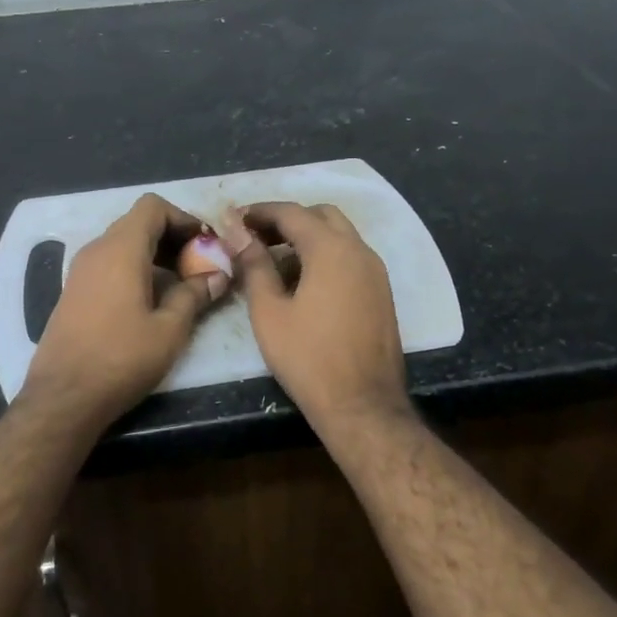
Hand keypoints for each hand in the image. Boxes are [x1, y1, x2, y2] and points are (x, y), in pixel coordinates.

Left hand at [21, 193, 228, 430]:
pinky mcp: (74, 291)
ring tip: (182, 285)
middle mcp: (97, 250)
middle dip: (173, 237)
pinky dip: (135, 268)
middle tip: (200, 265)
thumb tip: (217, 276)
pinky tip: (152, 300)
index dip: (183, 218)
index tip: (206, 244)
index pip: (152, 206)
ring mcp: (80, 270)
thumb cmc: (121, 359)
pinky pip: (110, 263)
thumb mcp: (169, 329)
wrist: (63, 397)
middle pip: (139, 223)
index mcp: (121, 250)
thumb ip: (195, 294)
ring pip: (124, 244)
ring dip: (155, 254)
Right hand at [220, 202, 410, 432]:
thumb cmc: (308, 358)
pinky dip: (326, 256)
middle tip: (256, 238)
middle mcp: (359, 250)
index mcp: (331, 249)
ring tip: (274, 261)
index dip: (260, 211)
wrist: (362, 405)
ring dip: (308, 237)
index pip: (292, 212)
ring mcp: (376, 272)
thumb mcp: (269, 312)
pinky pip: (351, 258)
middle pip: (321, 215)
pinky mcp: (381, 292)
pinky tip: (303, 283)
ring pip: (340, 236)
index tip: (234, 219)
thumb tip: (238, 233)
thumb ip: (255, 266)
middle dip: (287, 220)